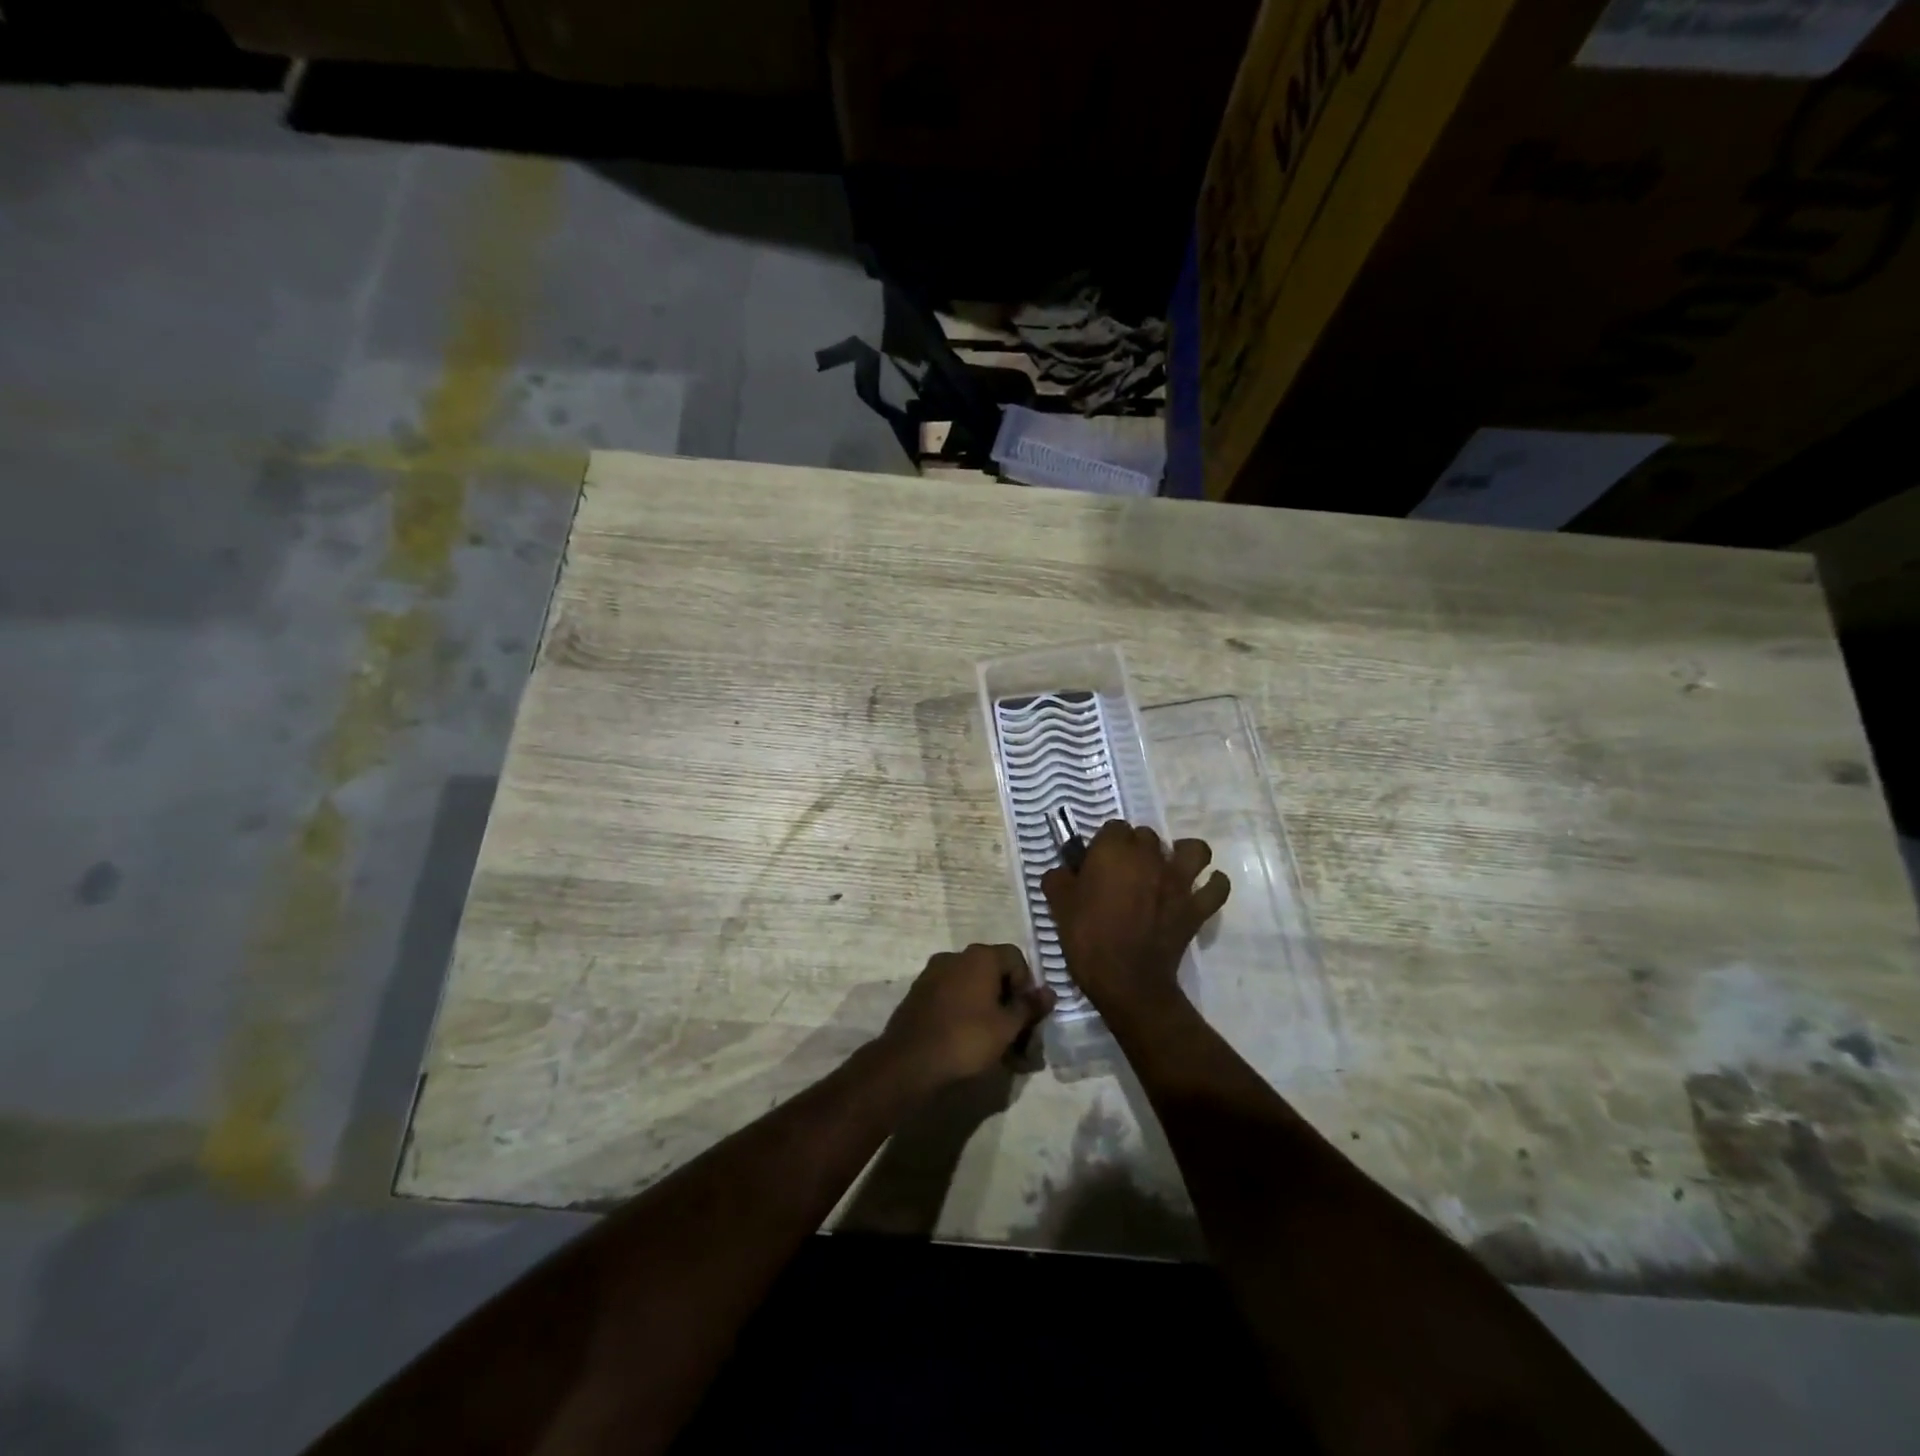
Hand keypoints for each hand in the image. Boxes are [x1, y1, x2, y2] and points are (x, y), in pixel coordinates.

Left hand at [878, 944, 1056, 1093]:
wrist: (909, 1061)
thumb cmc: (966, 1038)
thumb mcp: (1007, 1026)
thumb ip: (1029, 1007)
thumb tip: (1049, 992)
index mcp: (979, 956)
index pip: (1015, 958)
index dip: (1027, 985)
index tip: (1027, 1016)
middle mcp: (956, 957)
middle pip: (994, 974)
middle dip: (1009, 1005)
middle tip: (1018, 1039)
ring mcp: (933, 974)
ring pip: (973, 990)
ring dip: (990, 1014)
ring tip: (998, 1050)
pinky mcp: (919, 995)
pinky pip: (953, 999)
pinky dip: (967, 1016)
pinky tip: (972, 1045)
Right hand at [1041, 821, 1229, 1021]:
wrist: (1126, 981)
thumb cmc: (1088, 937)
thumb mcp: (1058, 905)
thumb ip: (1059, 879)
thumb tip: (1063, 871)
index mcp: (1114, 850)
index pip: (1112, 828)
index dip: (1104, 844)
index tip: (1095, 863)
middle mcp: (1150, 857)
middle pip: (1148, 836)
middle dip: (1136, 847)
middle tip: (1123, 872)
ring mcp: (1179, 881)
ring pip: (1194, 850)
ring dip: (1184, 854)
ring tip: (1171, 867)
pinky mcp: (1196, 907)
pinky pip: (1217, 888)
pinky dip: (1213, 884)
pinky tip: (1202, 888)